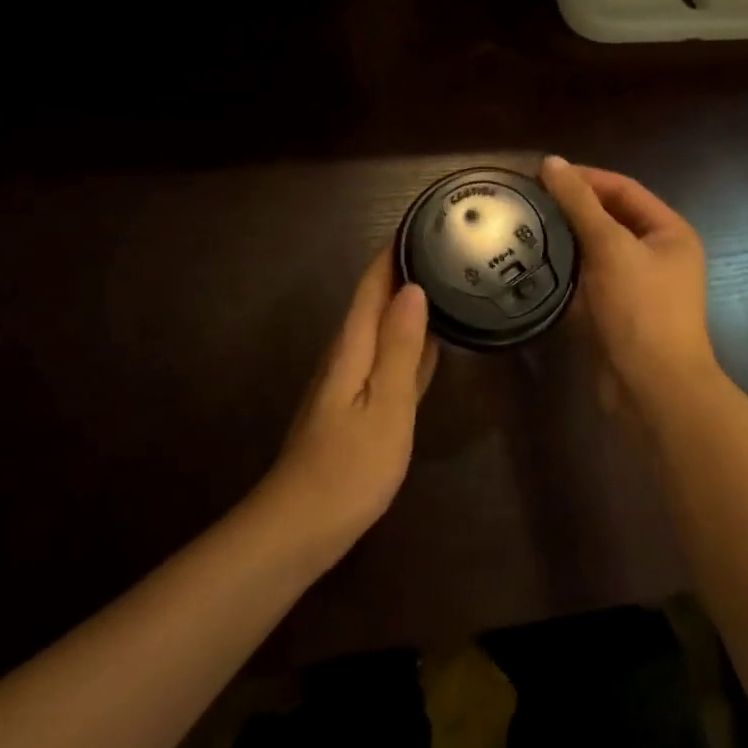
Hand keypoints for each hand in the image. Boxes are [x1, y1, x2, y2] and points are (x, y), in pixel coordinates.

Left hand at [257, 248, 438, 545]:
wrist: (300, 528)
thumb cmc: (349, 467)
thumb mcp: (386, 405)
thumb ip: (400, 347)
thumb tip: (412, 289)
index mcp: (353, 347)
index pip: (373, 284)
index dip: (395, 250)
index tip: (424, 219)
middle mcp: (348, 356)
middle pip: (376, 301)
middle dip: (405, 270)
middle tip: (447, 245)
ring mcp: (352, 384)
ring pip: (384, 329)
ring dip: (409, 304)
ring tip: (447, 282)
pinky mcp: (359, 408)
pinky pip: (390, 360)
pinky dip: (411, 343)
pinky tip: (431, 343)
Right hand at [540, 156, 718, 413]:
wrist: (653, 388)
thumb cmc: (641, 309)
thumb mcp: (611, 248)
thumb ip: (581, 204)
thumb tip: (552, 162)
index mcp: (669, 232)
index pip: (624, 189)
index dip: (585, 177)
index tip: (541, 173)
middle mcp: (657, 255)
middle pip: (610, 219)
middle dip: (572, 209)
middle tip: (527, 200)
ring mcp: (636, 287)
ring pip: (596, 253)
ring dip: (565, 241)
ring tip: (522, 227)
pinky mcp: (616, 314)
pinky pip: (588, 283)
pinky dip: (564, 274)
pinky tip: (532, 266)